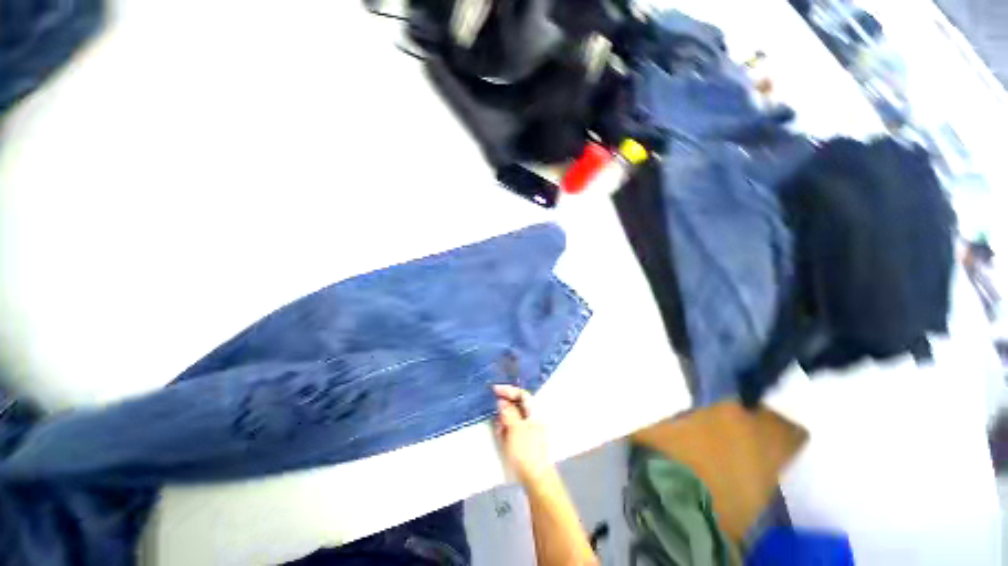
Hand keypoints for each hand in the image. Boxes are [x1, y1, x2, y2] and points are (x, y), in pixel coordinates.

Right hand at [493, 384, 552, 484]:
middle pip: (518, 404)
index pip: (521, 394)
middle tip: (495, 412)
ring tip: (498, 428)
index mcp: (535, 411)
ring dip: (504, 419)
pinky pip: (514, 428)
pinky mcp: (526, 439)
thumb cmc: (525, 450)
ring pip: (515, 416)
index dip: (508, 390)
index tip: (494, 390)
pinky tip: (502, 435)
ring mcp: (531, 428)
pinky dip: (507, 428)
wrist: (535, 478)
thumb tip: (502, 401)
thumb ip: (508, 412)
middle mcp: (534, 417)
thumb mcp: (514, 428)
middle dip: (505, 407)